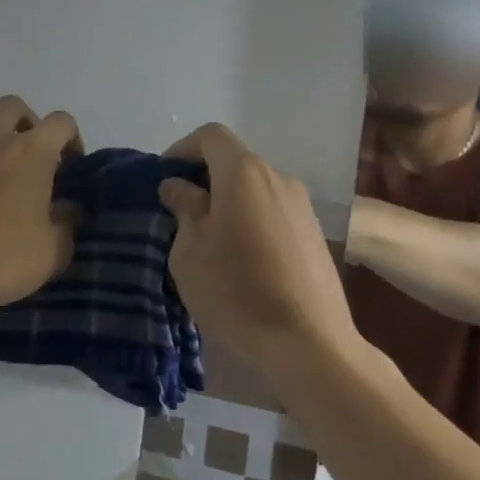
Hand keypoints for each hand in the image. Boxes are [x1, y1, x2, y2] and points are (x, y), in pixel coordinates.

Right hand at [157, 123, 359, 382]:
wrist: (309, 344)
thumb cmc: (236, 291)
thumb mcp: (190, 251)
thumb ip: (184, 208)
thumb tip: (179, 186)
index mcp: (244, 173)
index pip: (211, 136)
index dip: (182, 149)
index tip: (164, 179)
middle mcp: (278, 178)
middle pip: (235, 162)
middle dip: (204, 179)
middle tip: (179, 213)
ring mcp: (302, 207)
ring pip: (255, 190)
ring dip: (228, 203)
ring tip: (209, 241)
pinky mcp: (315, 236)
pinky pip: (273, 213)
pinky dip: (251, 222)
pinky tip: (241, 261)